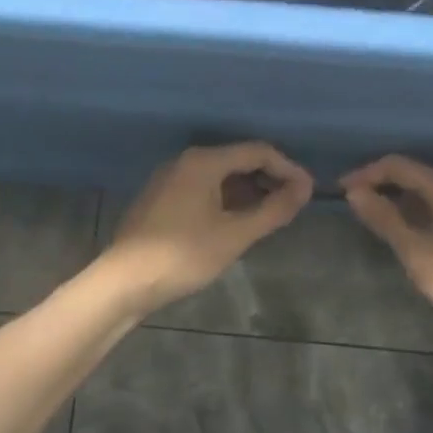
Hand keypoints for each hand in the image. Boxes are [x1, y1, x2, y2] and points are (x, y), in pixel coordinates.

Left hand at [101, 143, 313, 315]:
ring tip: (270, 216)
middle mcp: (185, 161)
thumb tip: (305, 189)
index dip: (288, 169)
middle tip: (292, 205)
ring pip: (220, 176)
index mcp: (203, 162)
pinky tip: (237, 222)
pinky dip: (227, 199)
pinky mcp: (161, 198)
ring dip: (249, 191)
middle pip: (238, 159)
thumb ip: (273, 210)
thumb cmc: (183, 255)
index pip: (258, 151)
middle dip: (269, 179)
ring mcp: (170, 179)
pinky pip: (203, 189)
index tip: (308, 193)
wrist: (124, 281)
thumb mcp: (235, 235)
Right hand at [340, 155, 432, 346]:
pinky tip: (409, 236)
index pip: (399, 166)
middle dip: (382, 186)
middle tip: (354, 205)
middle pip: (416, 176)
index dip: (367, 173)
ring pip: (429, 196)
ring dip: (400, 202)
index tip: (340, 191)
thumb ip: (386, 220)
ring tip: (375, 220)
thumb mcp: (418, 253)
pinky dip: (417, 216)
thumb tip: (355, 193)